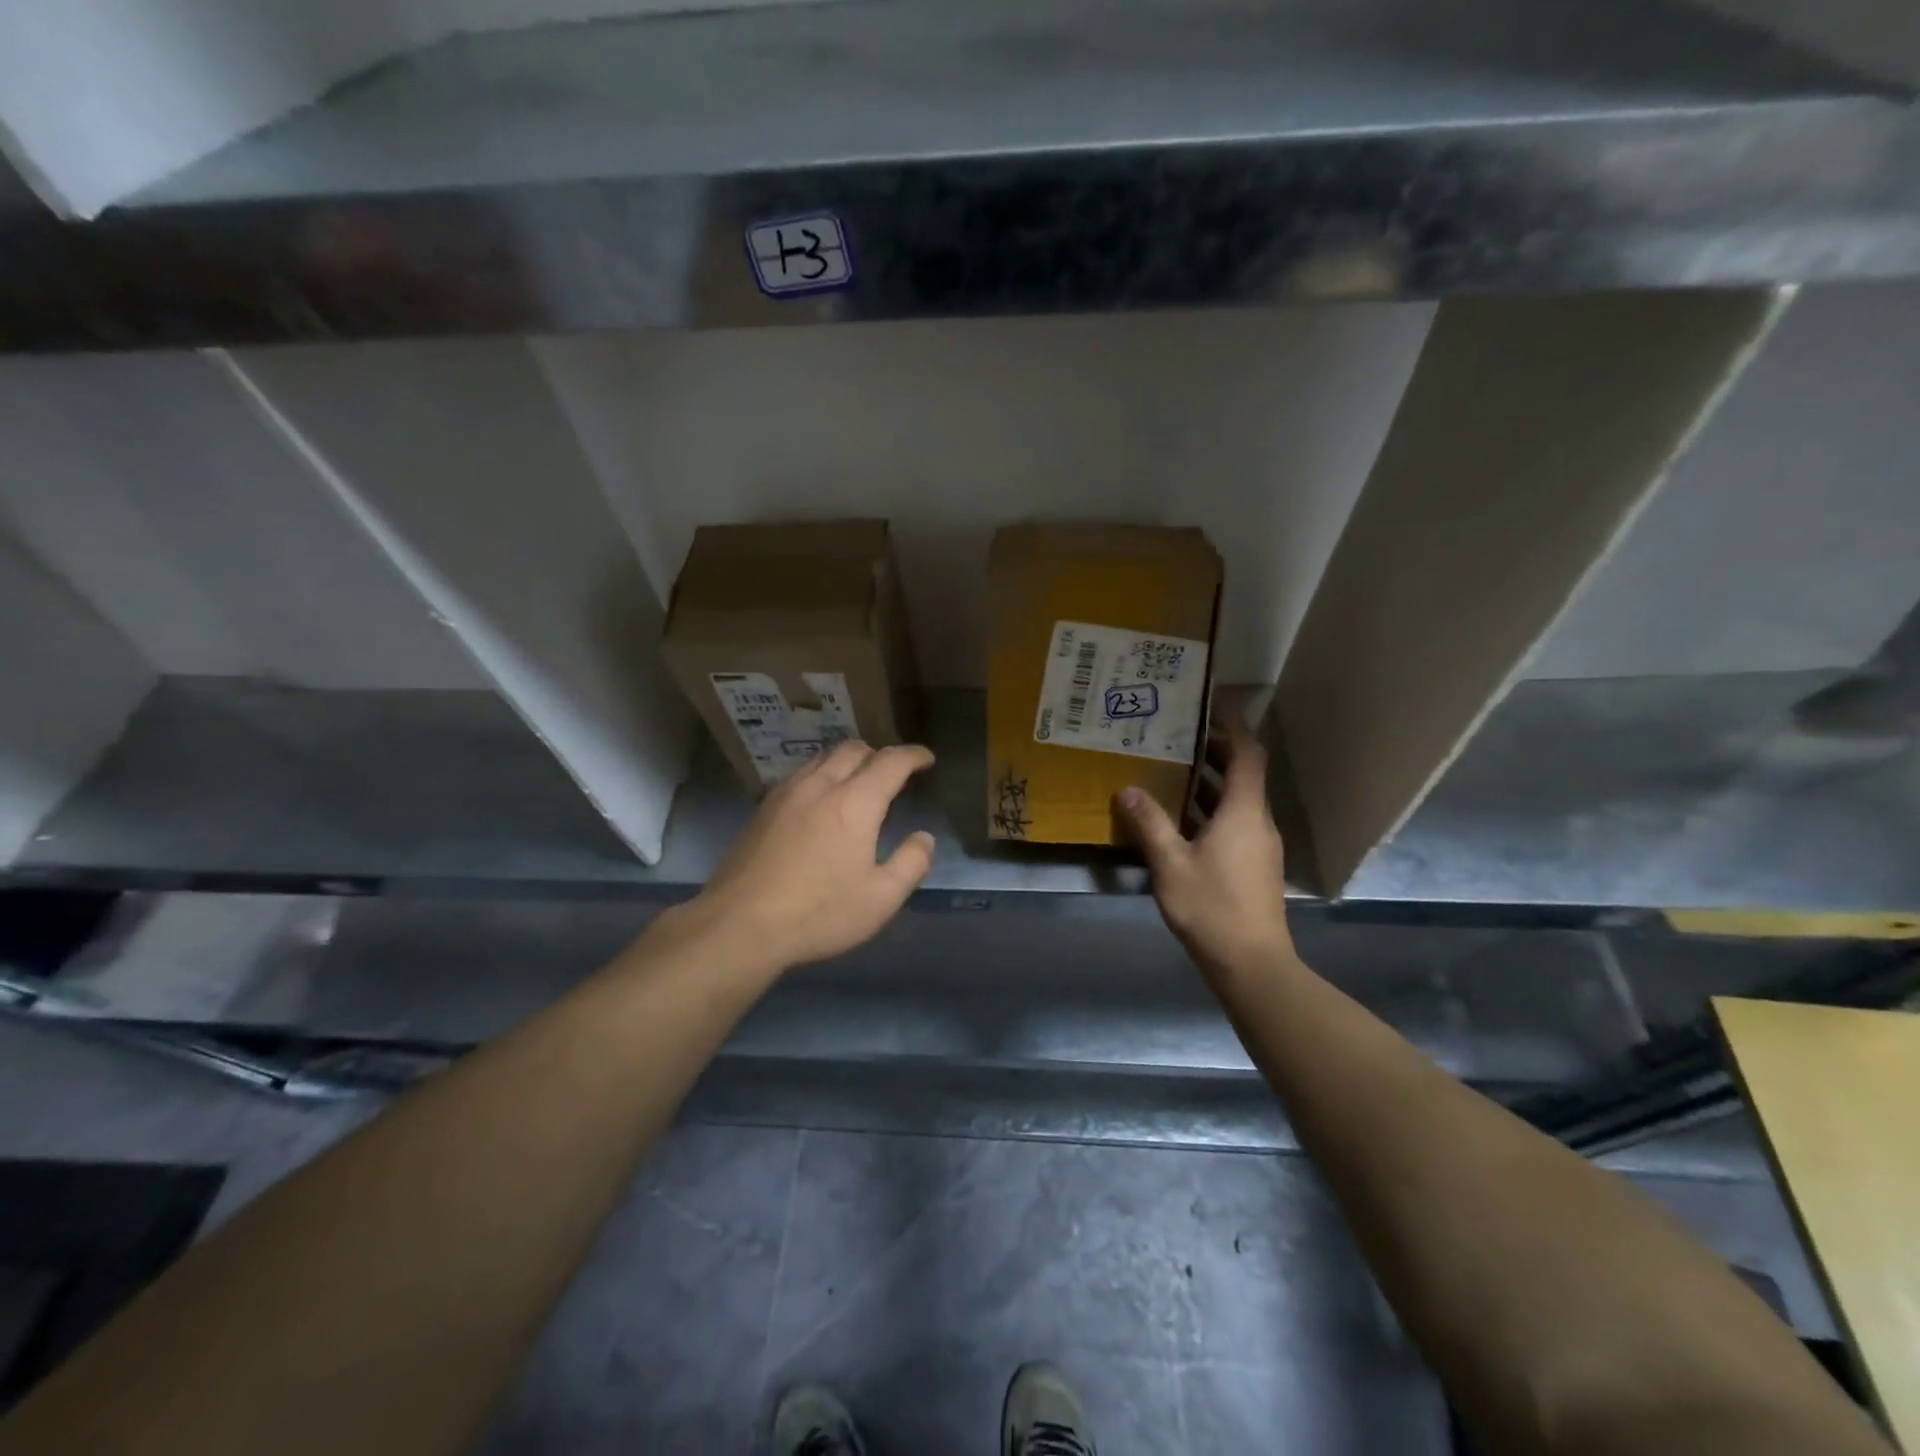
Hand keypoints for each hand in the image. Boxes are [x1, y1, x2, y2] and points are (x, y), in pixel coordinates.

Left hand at [688, 740, 936, 972]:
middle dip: (879, 754)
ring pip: (822, 757)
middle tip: (893, 774)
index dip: (913, 755)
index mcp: (855, 803)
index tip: (926, 760)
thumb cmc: (818, 913)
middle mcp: (820, 786)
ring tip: (857, 782)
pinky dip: (821, 774)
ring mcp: (786, 794)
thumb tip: (924, 838)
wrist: (739, 924)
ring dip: (847, 761)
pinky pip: (799, 774)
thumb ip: (911, 864)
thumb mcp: (880, 899)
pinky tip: (819, 801)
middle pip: (854, 749)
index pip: (891, 761)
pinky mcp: (762, 808)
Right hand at [1115, 725, 1296, 980]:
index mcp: (1243, 812)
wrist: (1252, 965)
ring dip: (1207, 783)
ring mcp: (1257, 845)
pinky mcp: (1252, 865)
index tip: (1210, 703)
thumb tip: (1128, 789)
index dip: (1232, 725)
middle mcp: (1257, 821)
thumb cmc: (1212, 908)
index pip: (1247, 754)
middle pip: (1241, 774)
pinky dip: (1208, 810)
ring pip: (1235, 800)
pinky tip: (1177, 819)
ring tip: (1168, 770)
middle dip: (1212, 751)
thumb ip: (1149, 824)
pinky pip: (1232, 822)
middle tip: (1174, 735)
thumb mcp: (1171, 864)